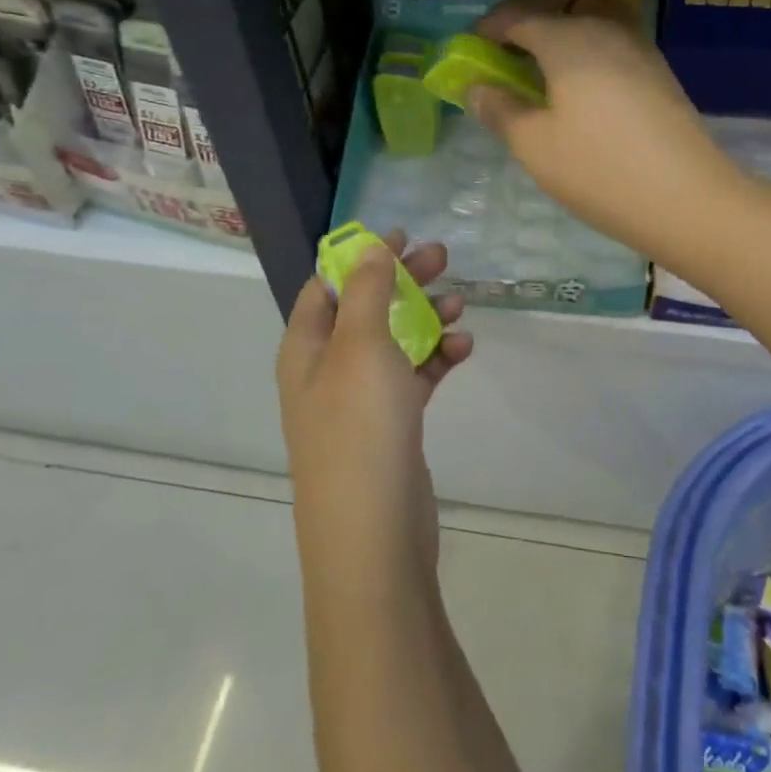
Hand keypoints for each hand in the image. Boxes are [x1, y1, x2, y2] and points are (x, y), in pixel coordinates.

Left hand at [276, 232, 471, 580]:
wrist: (374, 535)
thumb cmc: (359, 426)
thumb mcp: (362, 346)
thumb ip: (368, 291)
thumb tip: (370, 248)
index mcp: (306, 347)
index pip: (328, 286)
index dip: (361, 257)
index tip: (400, 236)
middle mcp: (327, 370)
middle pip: (366, 309)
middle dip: (402, 281)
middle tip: (443, 258)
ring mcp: (359, 401)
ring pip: (394, 342)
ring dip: (425, 318)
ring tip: (461, 304)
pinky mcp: (391, 425)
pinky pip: (413, 377)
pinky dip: (436, 359)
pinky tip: (464, 348)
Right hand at [467, 0, 740, 260]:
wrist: (688, 199)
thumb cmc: (599, 170)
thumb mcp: (534, 146)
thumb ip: (500, 110)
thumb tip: (477, 87)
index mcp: (568, 38)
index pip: (517, 15)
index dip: (488, 28)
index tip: (470, 50)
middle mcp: (605, 27)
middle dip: (530, 12)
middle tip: (509, 46)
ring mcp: (638, 46)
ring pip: (593, 13)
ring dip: (564, 25)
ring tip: (543, 64)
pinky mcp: (658, 70)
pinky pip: (613, 38)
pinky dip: (588, 45)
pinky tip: (580, 84)